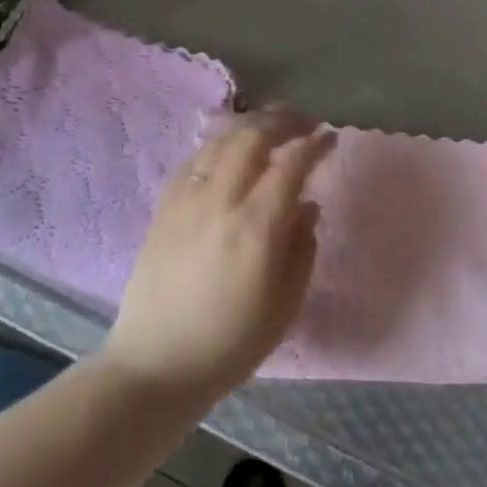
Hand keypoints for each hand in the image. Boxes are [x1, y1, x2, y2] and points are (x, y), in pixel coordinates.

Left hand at [104, 110, 333, 404]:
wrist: (156, 365)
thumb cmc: (230, 344)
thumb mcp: (284, 306)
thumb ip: (302, 249)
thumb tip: (308, 205)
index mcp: (257, 228)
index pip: (290, 165)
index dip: (314, 145)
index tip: (330, 137)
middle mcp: (220, 202)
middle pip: (252, 138)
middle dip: (282, 120)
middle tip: (302, 121)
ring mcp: (187, 202)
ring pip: (220, 142)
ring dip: (249, 126)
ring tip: (269, 127)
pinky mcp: (163, 209)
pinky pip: (193, 161)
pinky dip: (217, 147)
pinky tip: (227, 152)